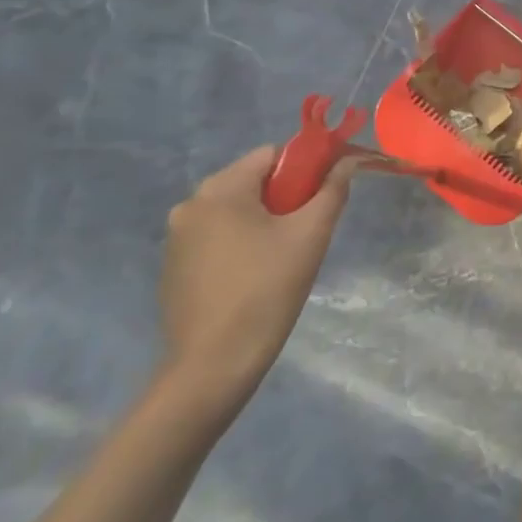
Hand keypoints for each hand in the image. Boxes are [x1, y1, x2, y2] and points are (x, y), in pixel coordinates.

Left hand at [157, 146, 354, 414]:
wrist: (212, 368)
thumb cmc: (266, 291)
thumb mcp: (310, 235)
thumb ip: (332, 189)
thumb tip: (348, 161)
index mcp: (220, 189)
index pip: (272, 154)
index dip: (305, 166)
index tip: (324, 194)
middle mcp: (190, 205)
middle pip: (252, 180)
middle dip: (285, 196)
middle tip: (307, 229)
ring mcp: (176, 239)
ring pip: (235, 210)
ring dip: (263, 220)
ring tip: (284, 256)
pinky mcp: (173, 268)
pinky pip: (217, 236)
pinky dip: (241, 243)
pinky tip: (256, 276)